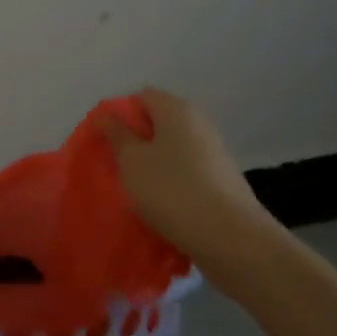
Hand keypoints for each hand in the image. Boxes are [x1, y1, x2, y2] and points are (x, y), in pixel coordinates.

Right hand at [100, 87, 278, 261]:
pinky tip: (160, 205)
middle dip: (135, 142)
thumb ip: (116, 134)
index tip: (105, 141)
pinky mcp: (222, 181)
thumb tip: (106, 113)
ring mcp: (214, 153)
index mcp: (177, 109)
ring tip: (134, 190)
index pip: (141, 96)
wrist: (231, 238)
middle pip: (158, 123)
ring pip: (172, 151)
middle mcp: (199, 124)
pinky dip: (171, 183)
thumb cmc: (172, 190)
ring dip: (152, 165)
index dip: (120, 114)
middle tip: (116, 166)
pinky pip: (186, 173)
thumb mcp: (132, 160)